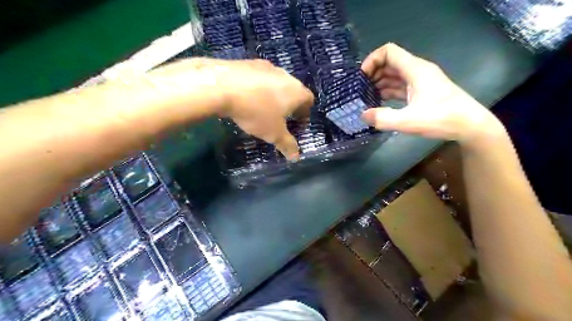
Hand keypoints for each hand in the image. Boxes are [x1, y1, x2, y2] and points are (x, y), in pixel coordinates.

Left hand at [146, 57, 310, 160]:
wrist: (222, 86)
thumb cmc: (256, 112)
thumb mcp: (273, 133)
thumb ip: (287, 144)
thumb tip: (296, 157)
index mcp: (296, 91)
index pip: (309, 101)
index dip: (305, 114)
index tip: (296, 124)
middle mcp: (286, 75)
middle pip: (293, 91)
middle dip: (289, 105)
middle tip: (280, 118)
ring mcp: (267, 66)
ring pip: (276, 83)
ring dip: (274, 95)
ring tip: (262, 108)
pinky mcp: (249, 62)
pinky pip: (260, 77)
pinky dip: (258, 88)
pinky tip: (247, 97)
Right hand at [359, 43, 500, 144]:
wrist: (470, 125)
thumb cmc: (442, 119)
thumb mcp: (408, 121)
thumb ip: (383, 118)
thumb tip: (363, 115)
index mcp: (415, 70)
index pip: (388, 52)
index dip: (372, 60)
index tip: (361, 77)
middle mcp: (417, 71)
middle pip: (389, 63)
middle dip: (373, 73)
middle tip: (360, 90)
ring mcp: (420, 81)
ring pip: (394, 75)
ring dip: (379, 83)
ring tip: (366, 98)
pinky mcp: (421, 91)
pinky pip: (400, 85)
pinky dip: (388, 91)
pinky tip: (379, 103)